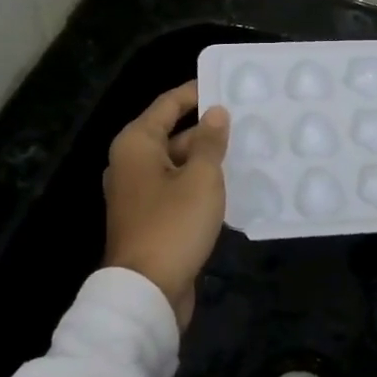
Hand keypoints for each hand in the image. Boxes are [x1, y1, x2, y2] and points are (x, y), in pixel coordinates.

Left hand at [104, 81, 230, 328]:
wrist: (146, 291)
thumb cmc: (173, 224)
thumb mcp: (201, 178)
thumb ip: (210, 142)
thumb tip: (216, 112)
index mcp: (136, 144)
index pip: (168, 104)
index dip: (196, 92)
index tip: (226, 85)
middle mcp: (130, 163)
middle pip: (172, 134)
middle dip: (207, 130)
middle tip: (246, 122)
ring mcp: (137, 193)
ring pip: (176, 164)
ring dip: (206, 159)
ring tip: (246, 151)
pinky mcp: (148, 218)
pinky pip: (176, 189)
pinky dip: (198, 184)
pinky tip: (229, 186)